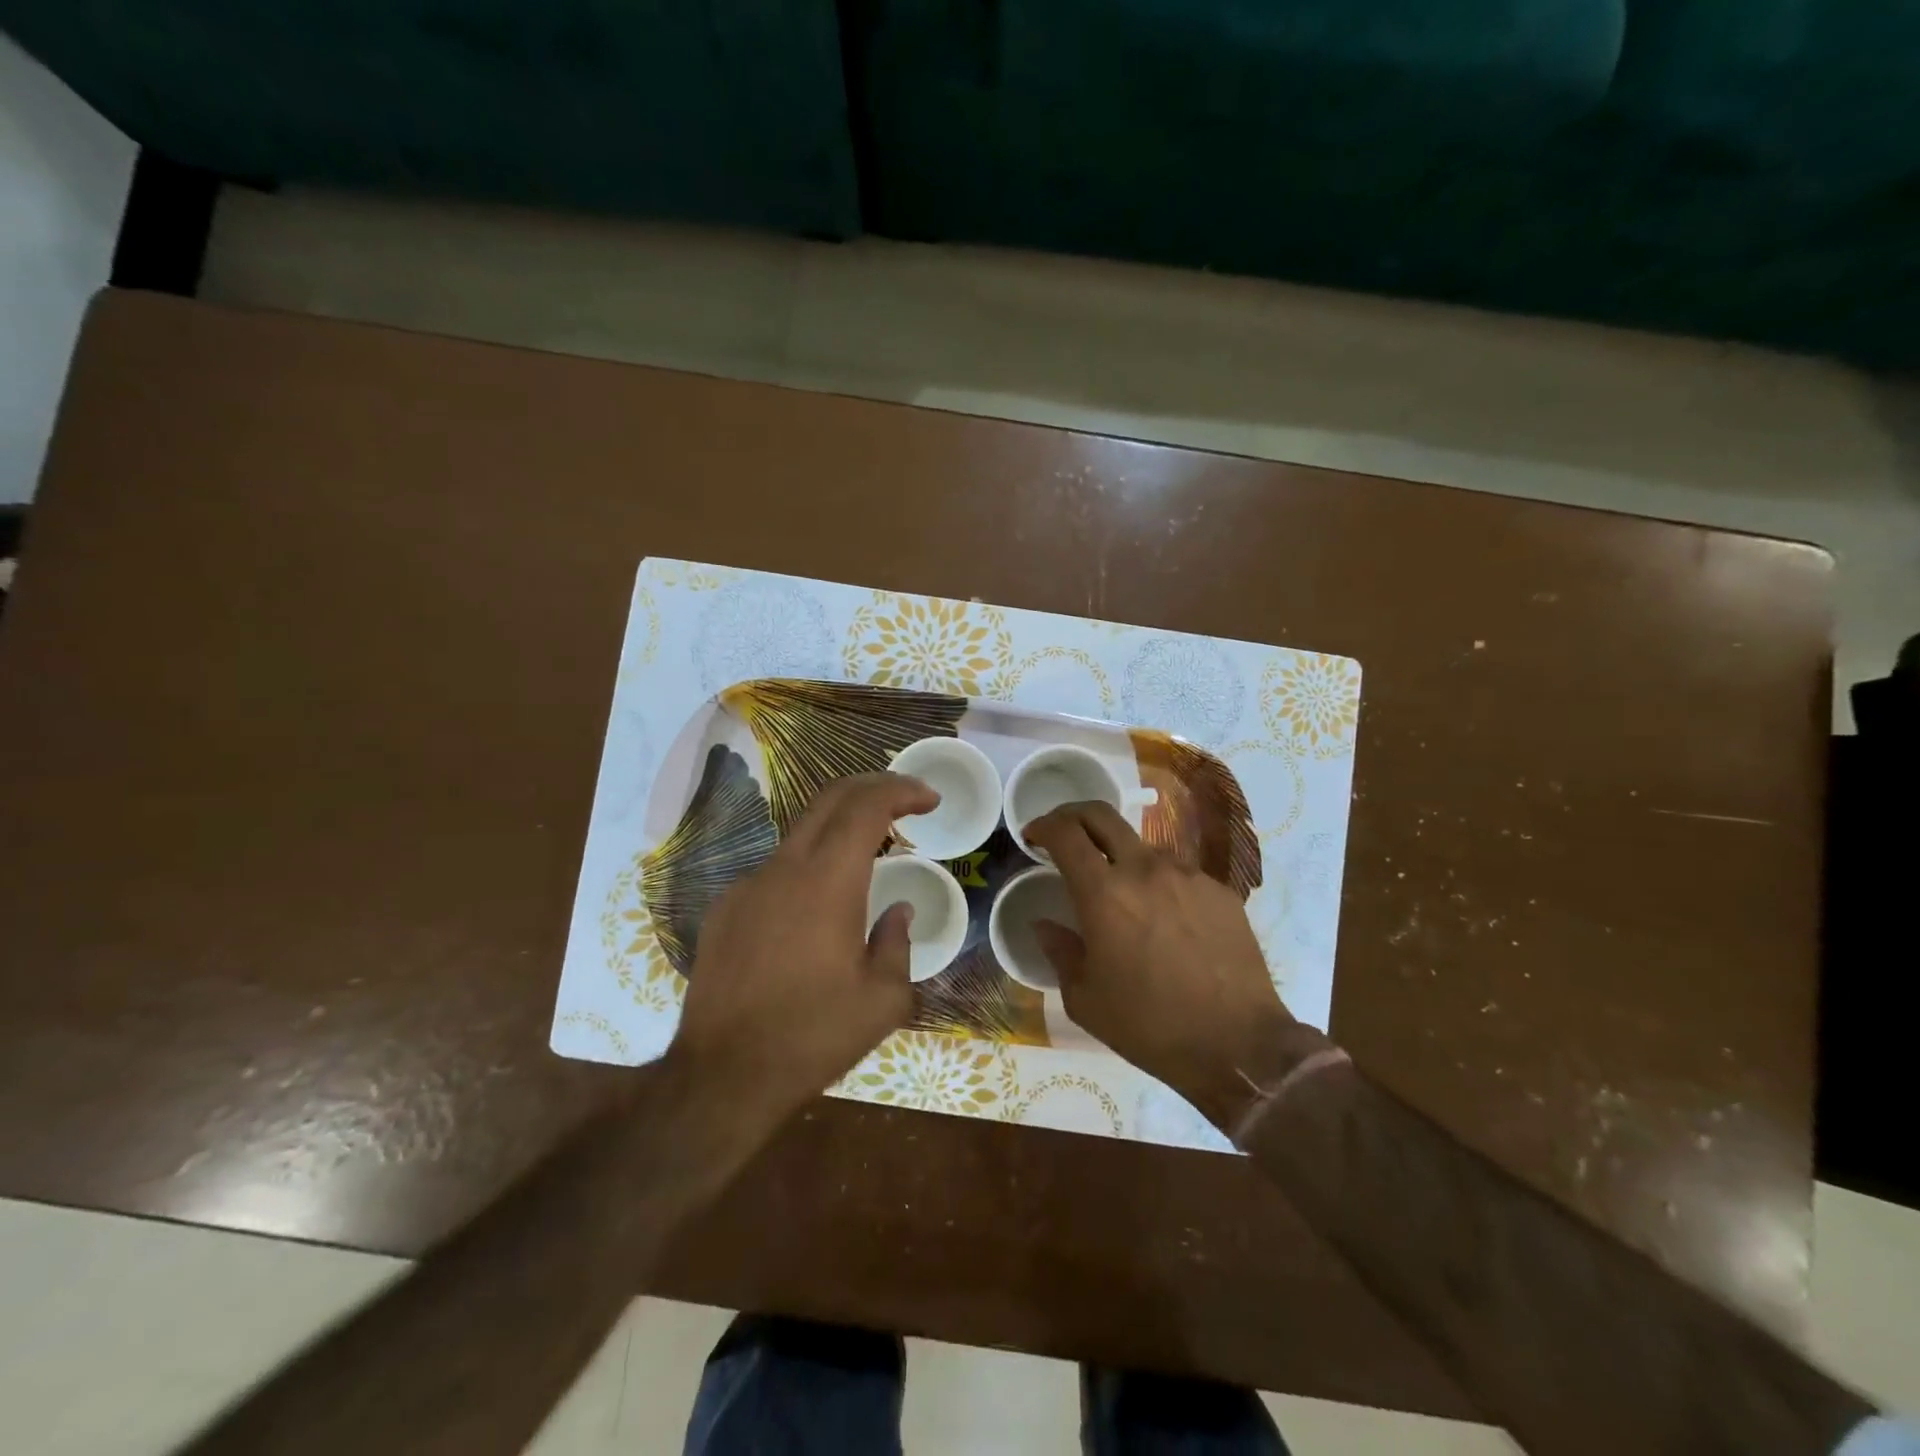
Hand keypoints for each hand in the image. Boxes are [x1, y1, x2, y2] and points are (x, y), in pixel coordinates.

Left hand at [670, 771, 938, 1125]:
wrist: (722, 1077)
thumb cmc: (813, 1035)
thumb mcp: (882, 1000)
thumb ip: (898, 943)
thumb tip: (898, 912)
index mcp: (828, 881)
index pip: (867, 805)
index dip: (901, 790)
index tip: (928, 799)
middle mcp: (784, 868)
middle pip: (830, 800)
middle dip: (872, 788)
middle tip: (905, 802)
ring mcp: (747, 886)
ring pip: (800, 835)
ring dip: (839, 833)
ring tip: (867, 863)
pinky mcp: (724, 912)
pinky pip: (774, 873)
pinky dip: (806, 871)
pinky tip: (815, 915)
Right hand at [1024, 801, 1297, 1108]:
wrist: (1239, 1045)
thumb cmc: (1150, 1027)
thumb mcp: (1085, 999)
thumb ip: (1060, 951)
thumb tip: (1044, 924)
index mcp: (1104, 894)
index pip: (1065, 833)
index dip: (1043, 825)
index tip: (1033, 836)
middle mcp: (1145, 870)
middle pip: (1102, 816)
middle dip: (1074, 815)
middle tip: (1063, 835)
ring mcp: (1188, 876)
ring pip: (1142, 847)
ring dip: (1120, 857)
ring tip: (1121, 895)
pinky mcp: (1220, 891)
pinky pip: (1178, 874)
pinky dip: (1158, 884)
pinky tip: (1165, 922)